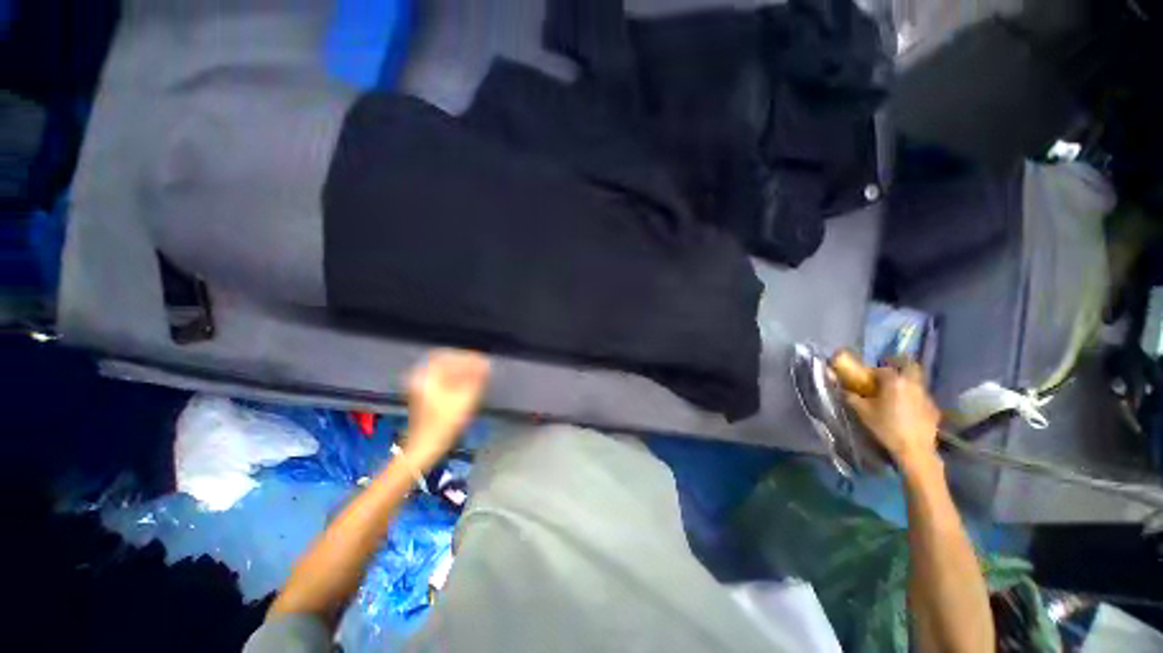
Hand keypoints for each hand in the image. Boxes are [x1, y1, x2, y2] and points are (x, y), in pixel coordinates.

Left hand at [401, 349, 490, 467]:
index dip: (468, 356)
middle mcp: (421, 377)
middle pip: (446, 362)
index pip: (449, 355)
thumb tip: (486, 364)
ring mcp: (420, 387)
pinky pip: (442, 380)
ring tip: (478, 377)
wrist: (424, 448)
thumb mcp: (465, 398)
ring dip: (462, 372)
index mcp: (427, 375)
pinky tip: (468, 386)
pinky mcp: (424, 397)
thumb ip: (477, 378)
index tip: (483, 361)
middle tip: (483, 368)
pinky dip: (456, 380)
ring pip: (445, 372)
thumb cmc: (444, 423)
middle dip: (466, 364)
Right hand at [844, 359, 940, 470]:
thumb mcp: (863, 412)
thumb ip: (851, 396)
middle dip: (899, 367)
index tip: (866, 380)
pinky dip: (914, 398)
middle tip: (888, 377)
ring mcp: (926, 395)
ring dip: (906, 384)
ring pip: (916, 382)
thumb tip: (843, 389)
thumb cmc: (886, 427)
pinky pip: (921, 397)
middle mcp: (912, 383)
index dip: (873, 373)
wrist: (914, 449)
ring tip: (896, 397)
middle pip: (909, 366)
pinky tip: (907, 411)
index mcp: (894, 381)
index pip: (882, 369)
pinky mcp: (933, 408)